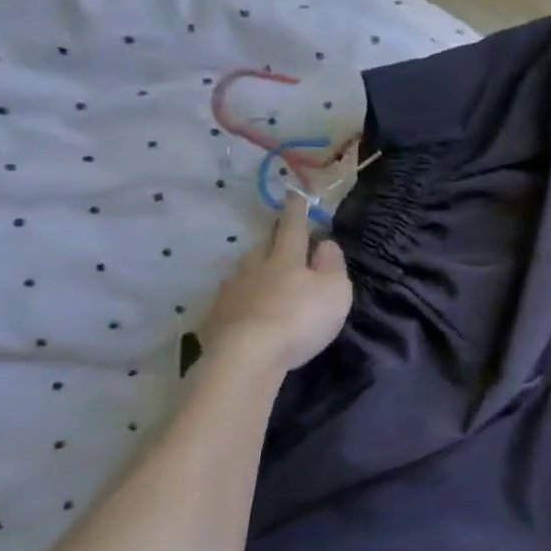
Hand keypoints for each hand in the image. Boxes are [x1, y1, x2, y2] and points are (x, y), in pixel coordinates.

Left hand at [198, 200, 355, 372]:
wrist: (246, 357)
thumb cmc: (300, 319)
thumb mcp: (335, 291)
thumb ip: (332, 265)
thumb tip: (325, 243)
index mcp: (286, 258)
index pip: (293, 227)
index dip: (296, 211)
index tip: (294, 193)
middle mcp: (254, 268)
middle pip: (263, 247)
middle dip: (273, 242)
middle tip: (280, 242)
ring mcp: (230, 292)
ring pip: (244, 272)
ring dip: (255, 271)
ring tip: (263, 280)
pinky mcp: (215, 318)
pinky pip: (231, 300)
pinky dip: (241, 300)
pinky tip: (246, 311)